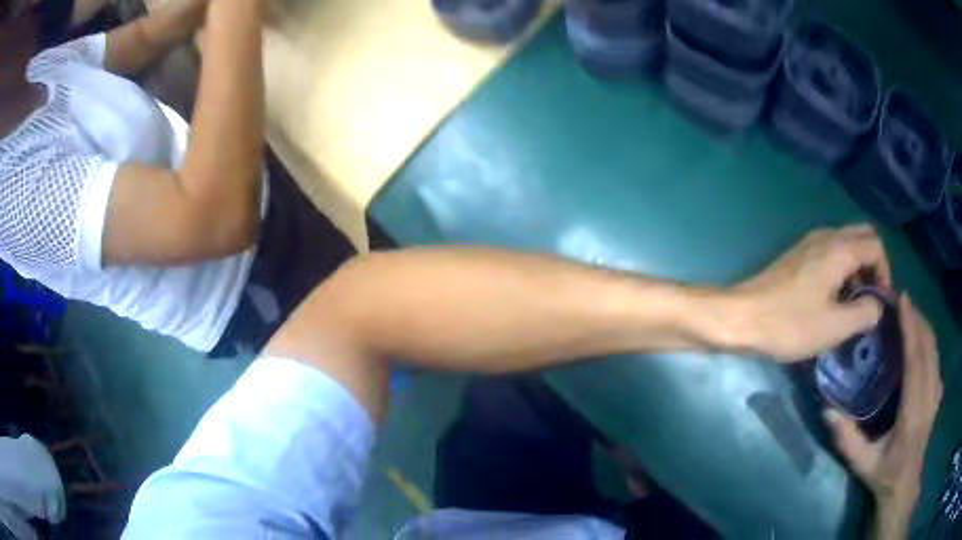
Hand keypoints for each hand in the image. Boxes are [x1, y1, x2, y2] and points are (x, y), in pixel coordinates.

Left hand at [732, 225, 890, 361]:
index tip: (881, 303)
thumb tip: (878, 304)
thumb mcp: (835, 326)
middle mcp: (827, 235)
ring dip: (857, 267)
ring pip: (846, 243)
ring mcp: (810, 242)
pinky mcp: (798, 255)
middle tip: (870, 299)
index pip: (877, 246)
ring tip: (853, 302)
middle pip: (863, 238)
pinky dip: (841, 267)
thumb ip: (865, 313)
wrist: (741, 316)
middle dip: (873, 265)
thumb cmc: (790, 323)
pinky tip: (834, 297)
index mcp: (840, 248)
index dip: (886, 273)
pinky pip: (831, 251)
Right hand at [824, 295, 941, 539]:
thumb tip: (826, 409)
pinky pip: (936, 357)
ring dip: (923, 325)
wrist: (905, 485)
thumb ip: (847, 439)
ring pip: (934, 348)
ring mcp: (936, 392)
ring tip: (909, 312)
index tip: (902, 300)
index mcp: (913, 412)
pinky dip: (929, 339)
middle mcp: (929, 396)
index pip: (916, 360)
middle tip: (900, 300)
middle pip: (928, 346)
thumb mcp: (863, 464)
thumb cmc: (885, 475)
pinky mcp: (937, 392)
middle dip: (917, 318)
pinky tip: (920, 337)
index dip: (911, 327)